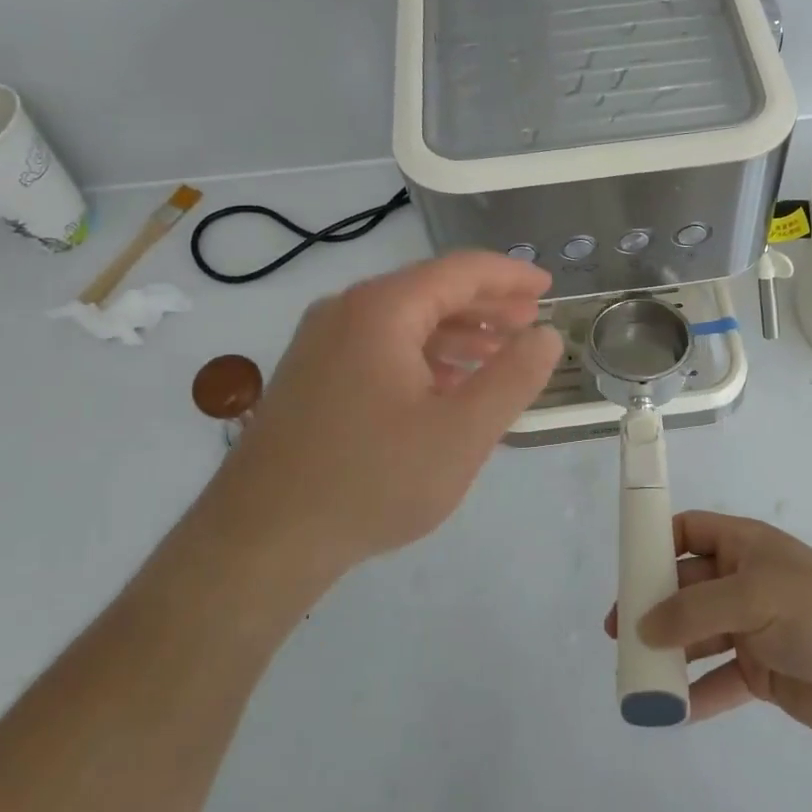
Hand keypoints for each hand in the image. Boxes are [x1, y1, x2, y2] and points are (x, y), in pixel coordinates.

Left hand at [213, 252, 562, 570]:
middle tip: (531, 321)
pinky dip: (422, 358)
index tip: (548, 287)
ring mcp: (321, 344)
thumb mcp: (463, 432)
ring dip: (457, 334)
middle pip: (430, 291)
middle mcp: (346, 311)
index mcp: (382, 309)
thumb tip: (546, 335)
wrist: (262, 539)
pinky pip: (379, 349)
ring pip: (404, 322)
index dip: (510, 276)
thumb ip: (513, 377)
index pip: (460, 271)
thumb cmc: (373, 479)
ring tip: (499, 355)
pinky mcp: (311, 377)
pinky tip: (447, 387)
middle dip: (486, 306)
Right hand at [607, 511, 811, 733]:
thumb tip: (644, 625)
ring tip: (636, 672)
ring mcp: (753, 628)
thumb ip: (693, 610)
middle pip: (686, 587)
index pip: (690, 532)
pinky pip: (718, 680)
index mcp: (744, 547)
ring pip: (698, 635)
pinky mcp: (762, 671)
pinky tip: (671, 710)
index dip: (658, 543)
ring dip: (669, 652)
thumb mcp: (751, 597)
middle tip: (618, 631)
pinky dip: (696, 693)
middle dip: (653, 606)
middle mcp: (744, 582)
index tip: (627, 568)